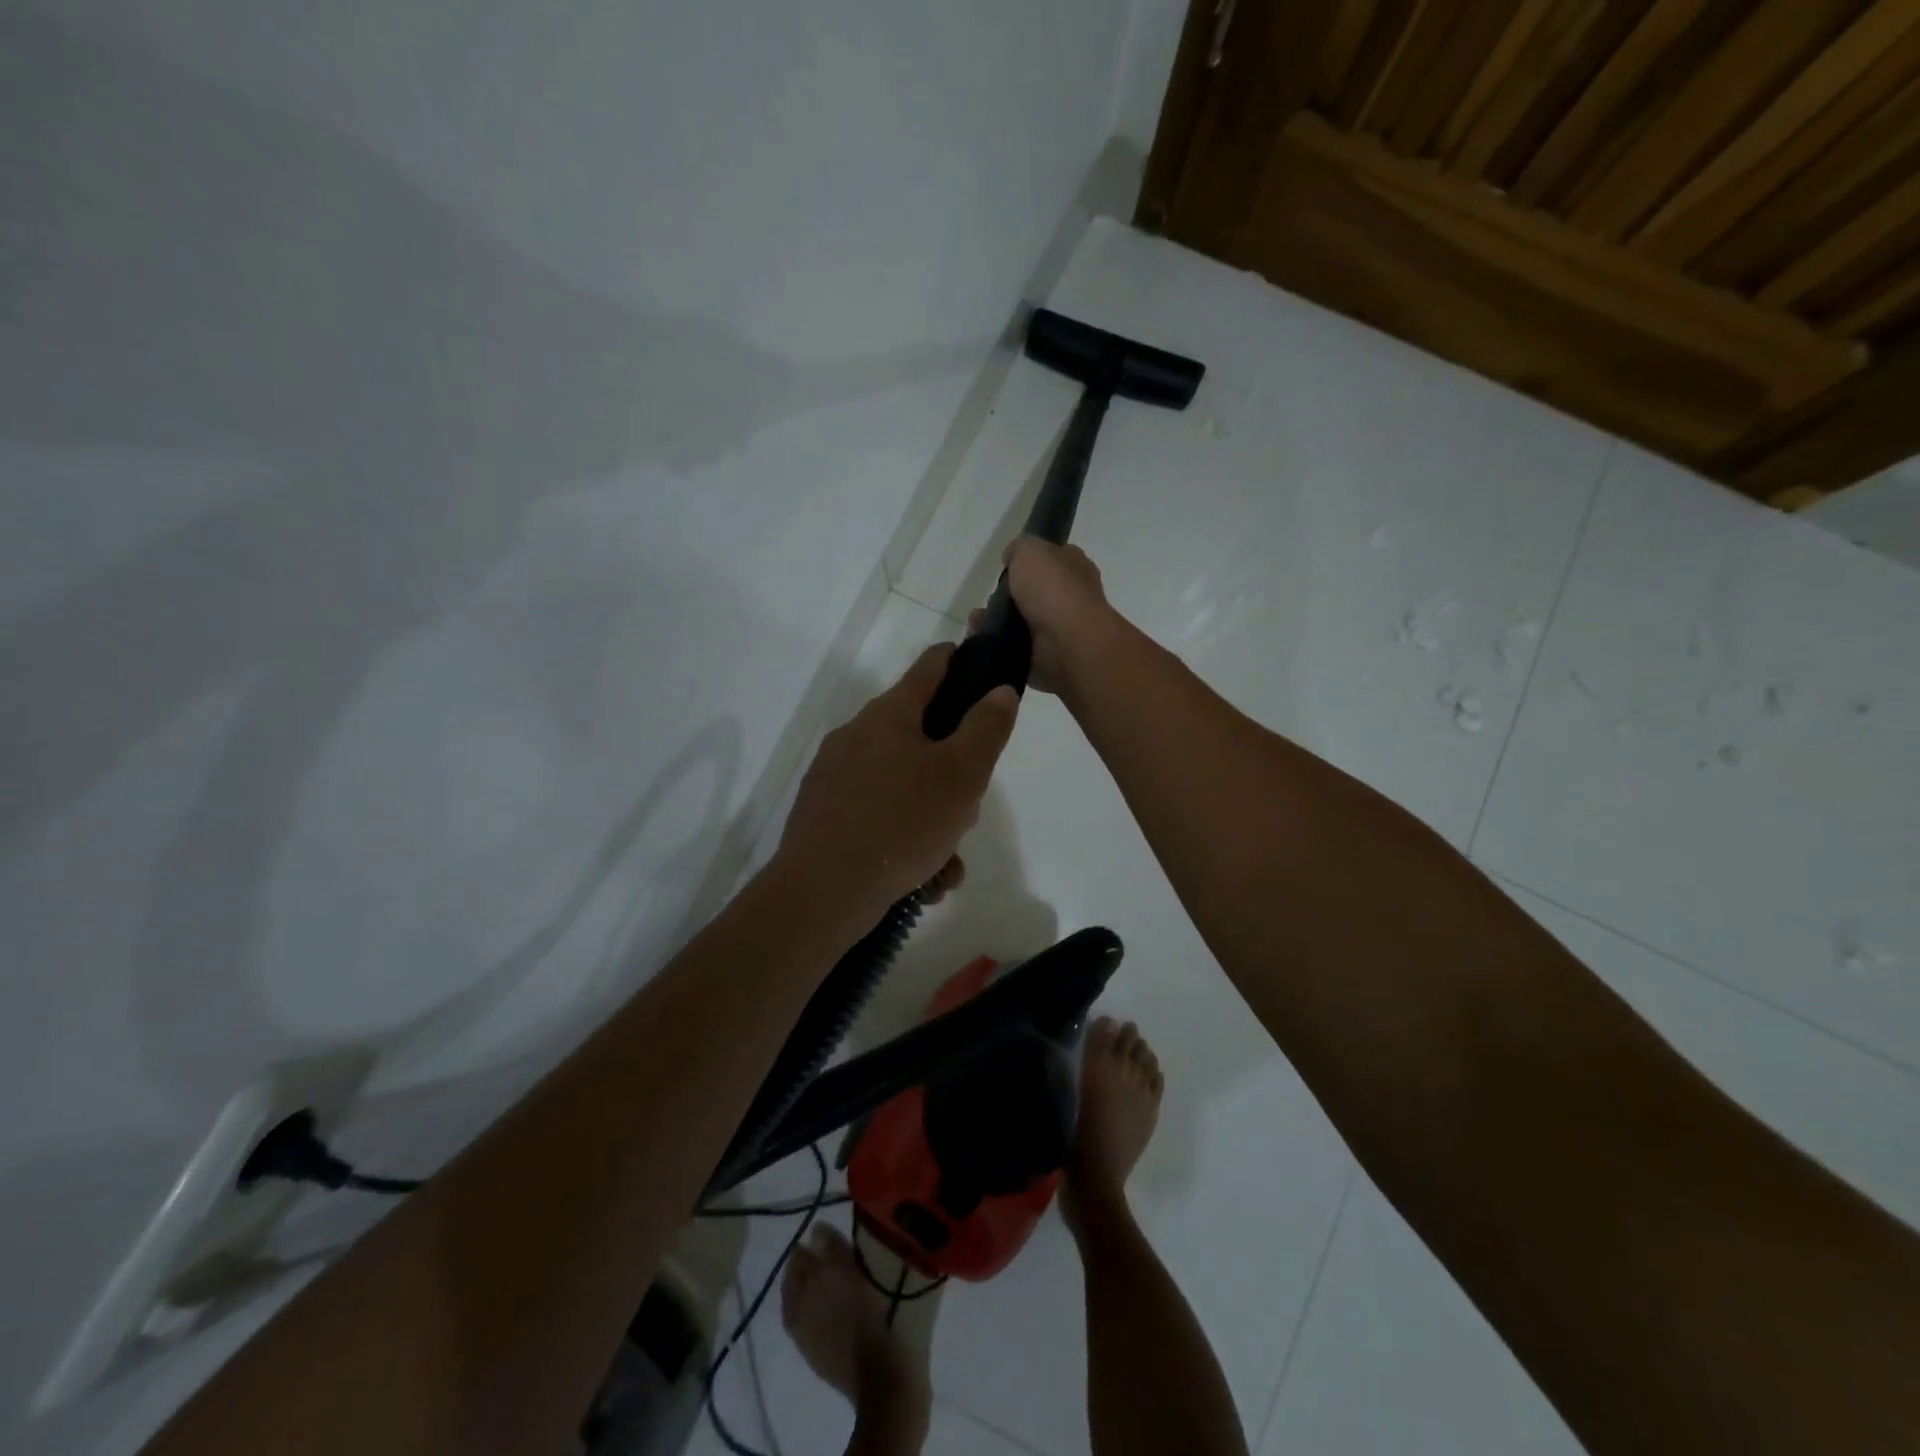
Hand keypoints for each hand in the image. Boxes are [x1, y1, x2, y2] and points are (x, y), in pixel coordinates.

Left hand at [777, 645, 1017, 918]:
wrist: (822, 891)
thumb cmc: (902, 822)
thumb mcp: (962, 775)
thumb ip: (986, 728)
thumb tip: (1000, 690)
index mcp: (889, 715)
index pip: (930, 667)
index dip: (960, 659)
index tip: (983, 666)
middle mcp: (857, 735)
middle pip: (920, 736)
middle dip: (952, 773)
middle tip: (967, 811)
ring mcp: (835, 775)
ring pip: (903, 785)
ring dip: (933, 819)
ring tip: (946, 864)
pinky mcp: (824, 813)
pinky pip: (879, 815)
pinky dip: (904, 840)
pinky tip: (921, 879)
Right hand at [968, 537, 1116, 695]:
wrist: (1067, 645)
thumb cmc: (1053, 591)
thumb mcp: (1031, 551)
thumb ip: (1019, 548)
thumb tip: (1012, 557)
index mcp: (1075, 568)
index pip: (1054, 559)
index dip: (1032, 561)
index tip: (1009, 568)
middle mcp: (1071, 599)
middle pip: (1034, 594)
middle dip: (1007, 598)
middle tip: (989, 600)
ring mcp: (1060, 632)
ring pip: (1021, 624)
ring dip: (996, 623)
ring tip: (978, 623)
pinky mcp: (1047, 659)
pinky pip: (1016, 650)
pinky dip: (998, 647)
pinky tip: (983, 642)